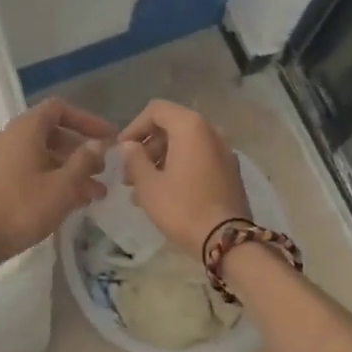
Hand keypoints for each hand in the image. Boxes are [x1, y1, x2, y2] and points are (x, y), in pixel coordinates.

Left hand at [0, 98, 114, 267]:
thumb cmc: (23, 207)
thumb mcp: (63, 186)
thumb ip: (84, 161)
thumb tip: (98, 143)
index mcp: (25, 128)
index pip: (59, 108)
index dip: (87, 120)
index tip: (108, 139)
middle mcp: (10, 136)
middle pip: (52, 133)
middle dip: (80, 151)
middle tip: (103, 170)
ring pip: (42, 154)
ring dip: (69, 169)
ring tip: (95, 193)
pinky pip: (29, 168)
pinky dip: (51, 178)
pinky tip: (71, 201)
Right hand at [117, 99, 251, 253]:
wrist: (227, 241)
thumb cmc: (182, 208)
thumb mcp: (149, 185)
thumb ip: (135, 159)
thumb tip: (129, 146)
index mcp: (191, 127)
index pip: (156, 110)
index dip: (134, 127)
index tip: (121, 151)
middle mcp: (211, 131)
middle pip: (171, 127)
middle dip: (146, 147)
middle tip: (128, 174)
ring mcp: (224, 151)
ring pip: (184, 145)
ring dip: (160, 160)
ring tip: (140, 189)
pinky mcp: (230, 171)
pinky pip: (198, 159)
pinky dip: (179, 167)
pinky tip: (163, 193)